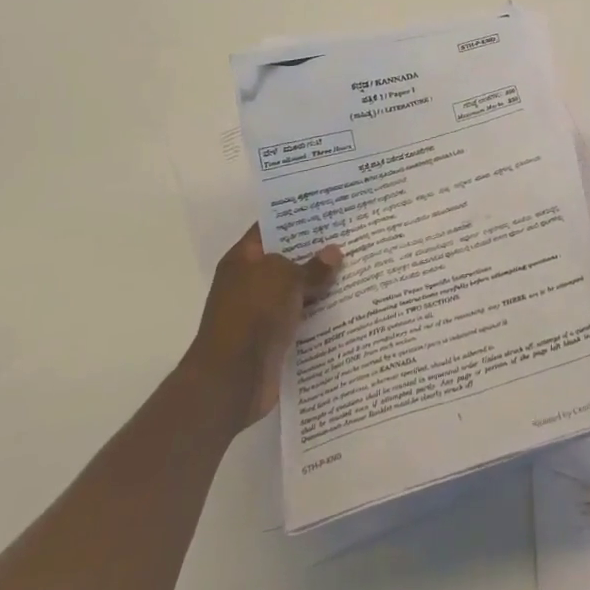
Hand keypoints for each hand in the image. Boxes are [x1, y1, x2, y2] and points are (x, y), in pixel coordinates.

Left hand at [188, 225, 341, 428]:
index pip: (270, 229)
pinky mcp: (273, 339)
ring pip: (297, 291)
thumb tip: (334, 253)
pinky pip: (302, 318)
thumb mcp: (285, 279)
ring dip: (322, 285)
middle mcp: (250, 283)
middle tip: (352, 237)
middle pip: (287, 260)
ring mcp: (261, 312)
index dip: (296, 219)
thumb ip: (312, 266)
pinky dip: (320, 314)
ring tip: (358, 268)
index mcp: (243, 260)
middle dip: (316, 252)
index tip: (327, 210)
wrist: (231, 380)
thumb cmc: (252, 315)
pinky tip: (348, 305)